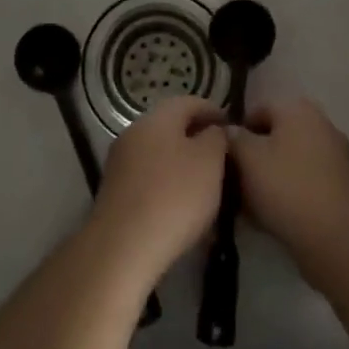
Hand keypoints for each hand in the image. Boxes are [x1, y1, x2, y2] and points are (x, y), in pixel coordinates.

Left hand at [91, 97, 228, 286]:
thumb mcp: (210, 162)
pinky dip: (167, 184)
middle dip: (197, 138)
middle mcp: (134, 132)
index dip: (214, 111)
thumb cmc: (174, 196)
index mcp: (157, 117)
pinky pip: (148, 178)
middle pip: (171, 127)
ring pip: (159, 153)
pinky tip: (182, 204)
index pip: (190, 102)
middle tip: (222, 157)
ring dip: (182, 163)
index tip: (233, 127)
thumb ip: (216, 138)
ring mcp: (120, 162)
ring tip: (206, 184)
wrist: (123, 247)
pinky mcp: (115, 191)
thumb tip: (212, 131)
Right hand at [231, 100, 348, 272]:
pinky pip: (305, 181)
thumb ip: (232, 138)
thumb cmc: (286, 186)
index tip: (222, 158)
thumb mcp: (247, 157)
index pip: (256, 111)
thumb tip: (228, 131)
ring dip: (269, 177)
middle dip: (253, 157)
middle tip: (234, 182)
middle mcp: (320, 124)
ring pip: (289, 160)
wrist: (335, 236)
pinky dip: (289, 192)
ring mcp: (335, 155)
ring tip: (248, 204)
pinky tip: (272, 214)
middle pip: (275, 136)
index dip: (235, 133)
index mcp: (298, 108)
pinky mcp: (342, 185)